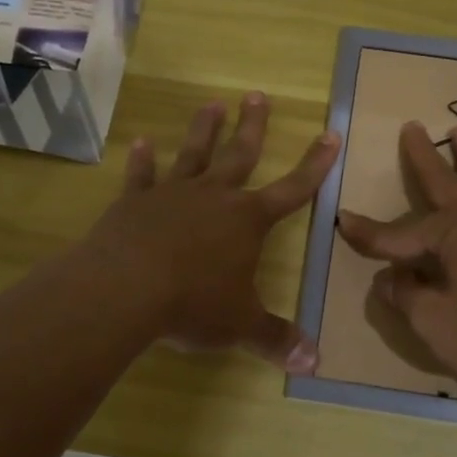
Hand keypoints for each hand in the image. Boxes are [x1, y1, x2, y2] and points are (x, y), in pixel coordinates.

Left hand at [88, 93, 340, 370]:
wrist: (125, 290)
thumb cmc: (193, 303)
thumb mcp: (240, 325)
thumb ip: (275, 338)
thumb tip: (314, 362)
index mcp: (247, 221)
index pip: (293, 189)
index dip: (315, 165)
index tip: (330, 134)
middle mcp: (214, 197)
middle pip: (240, 154)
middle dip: (253, 126)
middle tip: (258, 95)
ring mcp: (171, 195)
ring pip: (193, 154)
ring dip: (203, 129)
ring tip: (211, 104)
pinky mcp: (134, 203)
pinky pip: (140, 176)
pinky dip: (140, 160)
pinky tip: (139, 142)